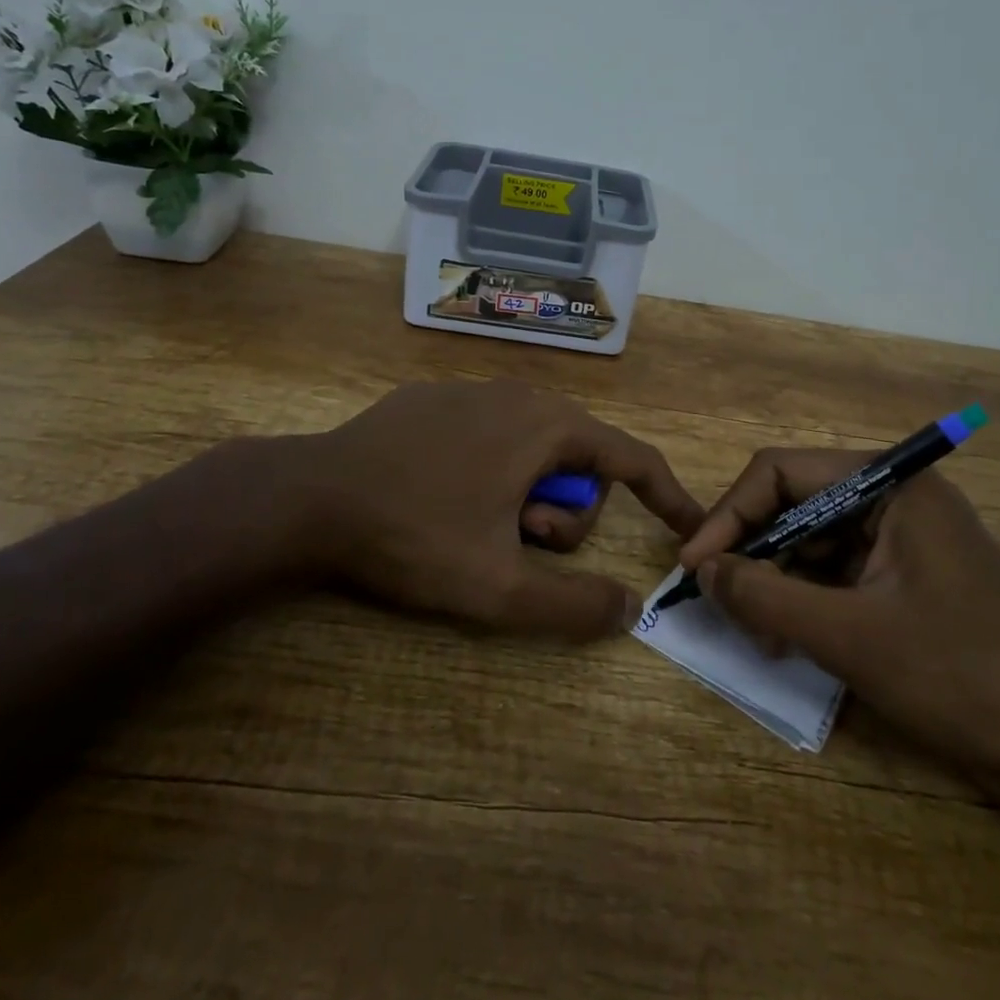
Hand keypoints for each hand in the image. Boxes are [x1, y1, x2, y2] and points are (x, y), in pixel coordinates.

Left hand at [267, 381, 702, 639]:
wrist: (310, 497)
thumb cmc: (415, 536)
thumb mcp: (499, 588)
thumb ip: (575, 605)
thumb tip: (630, 609)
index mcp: (547, 426)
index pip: (633, 458)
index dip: (668, 497)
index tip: (689, 528)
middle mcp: (518, 394)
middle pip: (578, 461)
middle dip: (561, 514)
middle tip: (517, 544)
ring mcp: (471, 390)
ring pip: (531, 449)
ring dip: (523, 497)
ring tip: (474, 526)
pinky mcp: (432, 399)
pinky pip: (489, 436)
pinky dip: (489, 471)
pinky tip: (441, 496)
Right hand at [678, 452, 999, 779]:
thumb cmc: (960, 678)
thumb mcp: (848, 634)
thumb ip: (764, 594)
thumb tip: (701, 569)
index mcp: (890, 485)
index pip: (783, 472)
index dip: (731, 514)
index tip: (695, 565)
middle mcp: (896, 499)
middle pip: (797, 504)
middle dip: (754, 551)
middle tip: (721, 601)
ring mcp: (906, 540)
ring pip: (814, 542)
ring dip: (777, 579)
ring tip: (754, 630)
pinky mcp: (910, 580)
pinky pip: (839, 573)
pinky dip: (807, 600)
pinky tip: (787, 638)